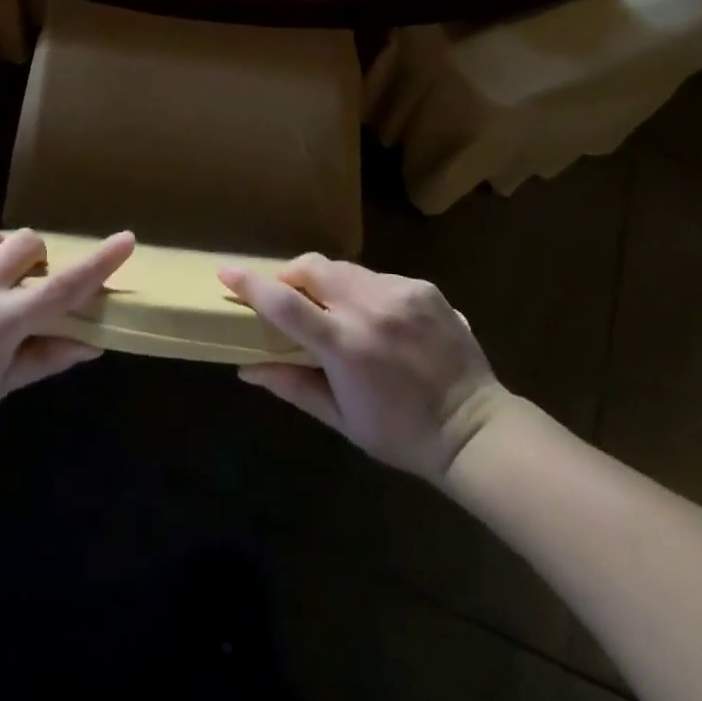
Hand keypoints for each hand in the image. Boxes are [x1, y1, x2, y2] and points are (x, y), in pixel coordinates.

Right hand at [220, 254, 509, 483]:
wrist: (475, 429)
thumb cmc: (400, 433)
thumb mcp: (341, 418)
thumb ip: (291, 385)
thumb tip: (245, 368)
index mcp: (345, 345)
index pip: (284, 303)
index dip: (250, 284)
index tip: (226, 272)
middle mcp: (370, 309)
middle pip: (311, 267)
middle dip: (291, 275)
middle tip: (287, 296)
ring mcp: (401, 293)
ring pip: (344, 269)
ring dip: (328, 283)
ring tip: (335, 311)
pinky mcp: (423, 287)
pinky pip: (378, 277)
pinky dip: (364, 291)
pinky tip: (377, 319)